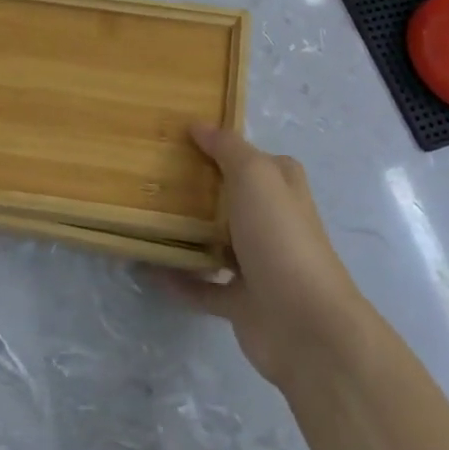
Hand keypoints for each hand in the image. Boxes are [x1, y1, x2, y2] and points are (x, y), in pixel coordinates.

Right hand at [163, 125, 370, 388]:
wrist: (304, 324)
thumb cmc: (280, 237)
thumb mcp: (255, 176)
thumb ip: (227, 149)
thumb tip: (199, 125)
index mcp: (281, 187)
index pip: (251, 157)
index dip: (221, 145)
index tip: (178, 136)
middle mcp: (272, 220)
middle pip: (230, 198)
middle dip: (197, 189)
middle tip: (151, 175)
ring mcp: (258, 263)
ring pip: (215, 241)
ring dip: (186, 234)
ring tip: (144, 218)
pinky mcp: (242, 301)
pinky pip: (202, 287)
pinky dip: (178, 279)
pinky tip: (147, 267)